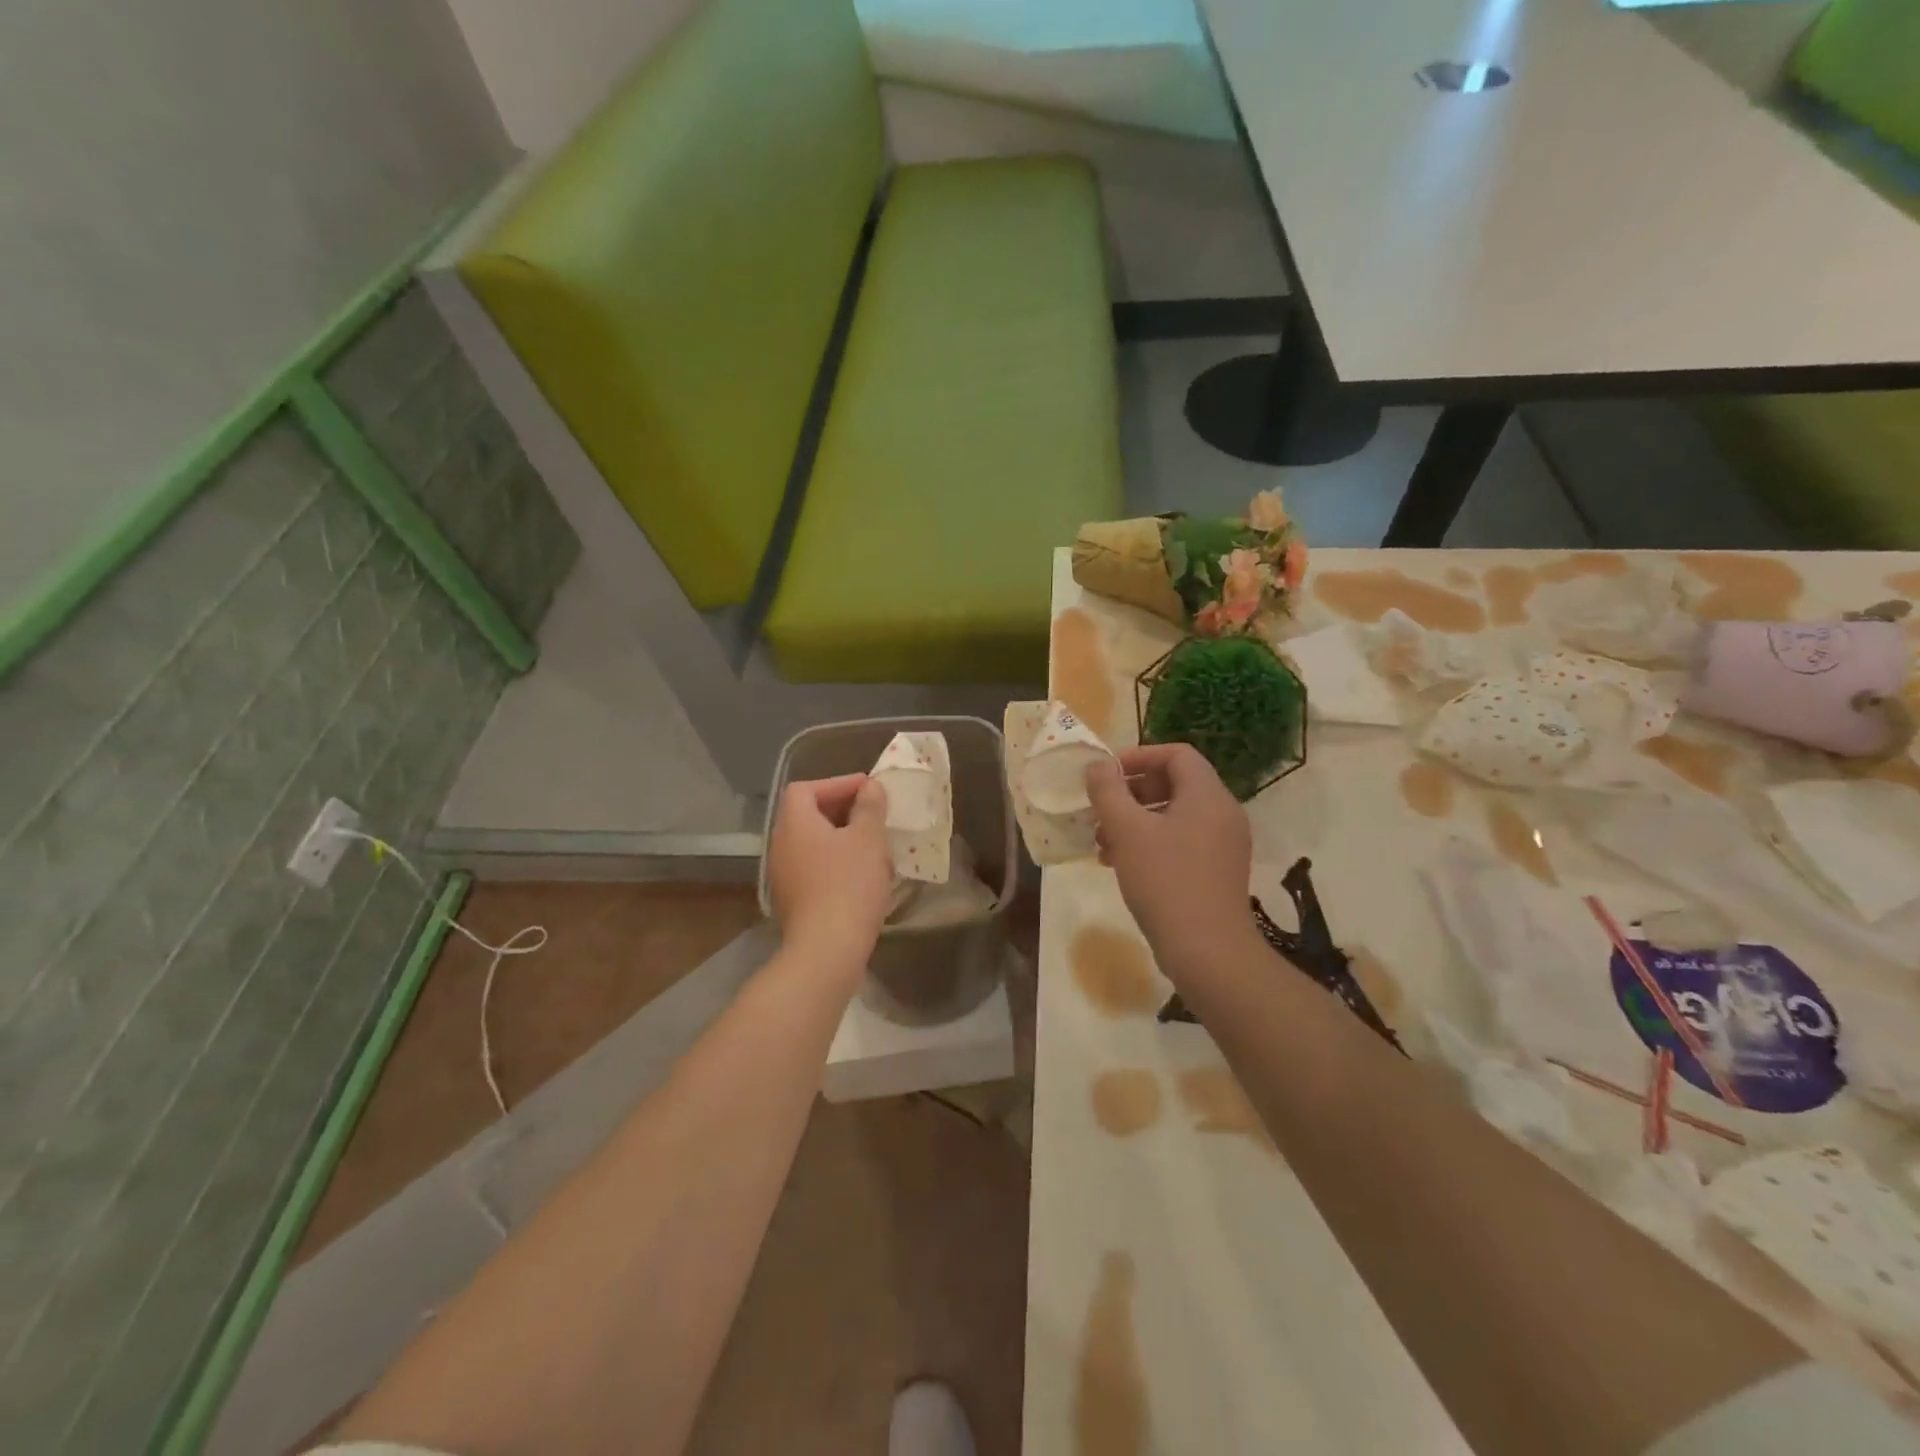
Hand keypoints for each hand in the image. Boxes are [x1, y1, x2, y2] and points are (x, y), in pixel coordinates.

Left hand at [767, 774, 891, 967]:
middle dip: (842, 810)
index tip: (869, 791)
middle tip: (874, 815)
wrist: (827, 950)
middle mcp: (781, 845)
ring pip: (813, 843)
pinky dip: (835, 862)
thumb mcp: (868, 839)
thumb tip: (870, 787)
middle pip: (807, 814)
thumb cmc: (849, 885)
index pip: (806, 788)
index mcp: (794, 823)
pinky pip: (814, 867)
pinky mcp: (792, 900)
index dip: (837, 784)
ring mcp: (783, 875)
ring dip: (841, 838)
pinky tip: (862, 874)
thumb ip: (869, 807)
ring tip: (873, 844)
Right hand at [1086, 744, 1256, 978]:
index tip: (1106, 774)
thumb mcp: (1127, 830)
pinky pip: (1181, 842)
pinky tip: (1120, 864)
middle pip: (1175, 784)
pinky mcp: (1217, 872)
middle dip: (1132, 792)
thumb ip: (1108, 791)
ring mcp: (1223, 845)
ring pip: (1174, 816)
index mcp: (1207, 795)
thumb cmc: (1165, 881)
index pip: (1176, 754)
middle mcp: (1222, 813)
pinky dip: (1151, 843)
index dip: (1138, 756)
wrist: (1207, 951)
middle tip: (1101, 809)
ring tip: (1102, 842)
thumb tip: (1098, 766)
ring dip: (1135, 821)